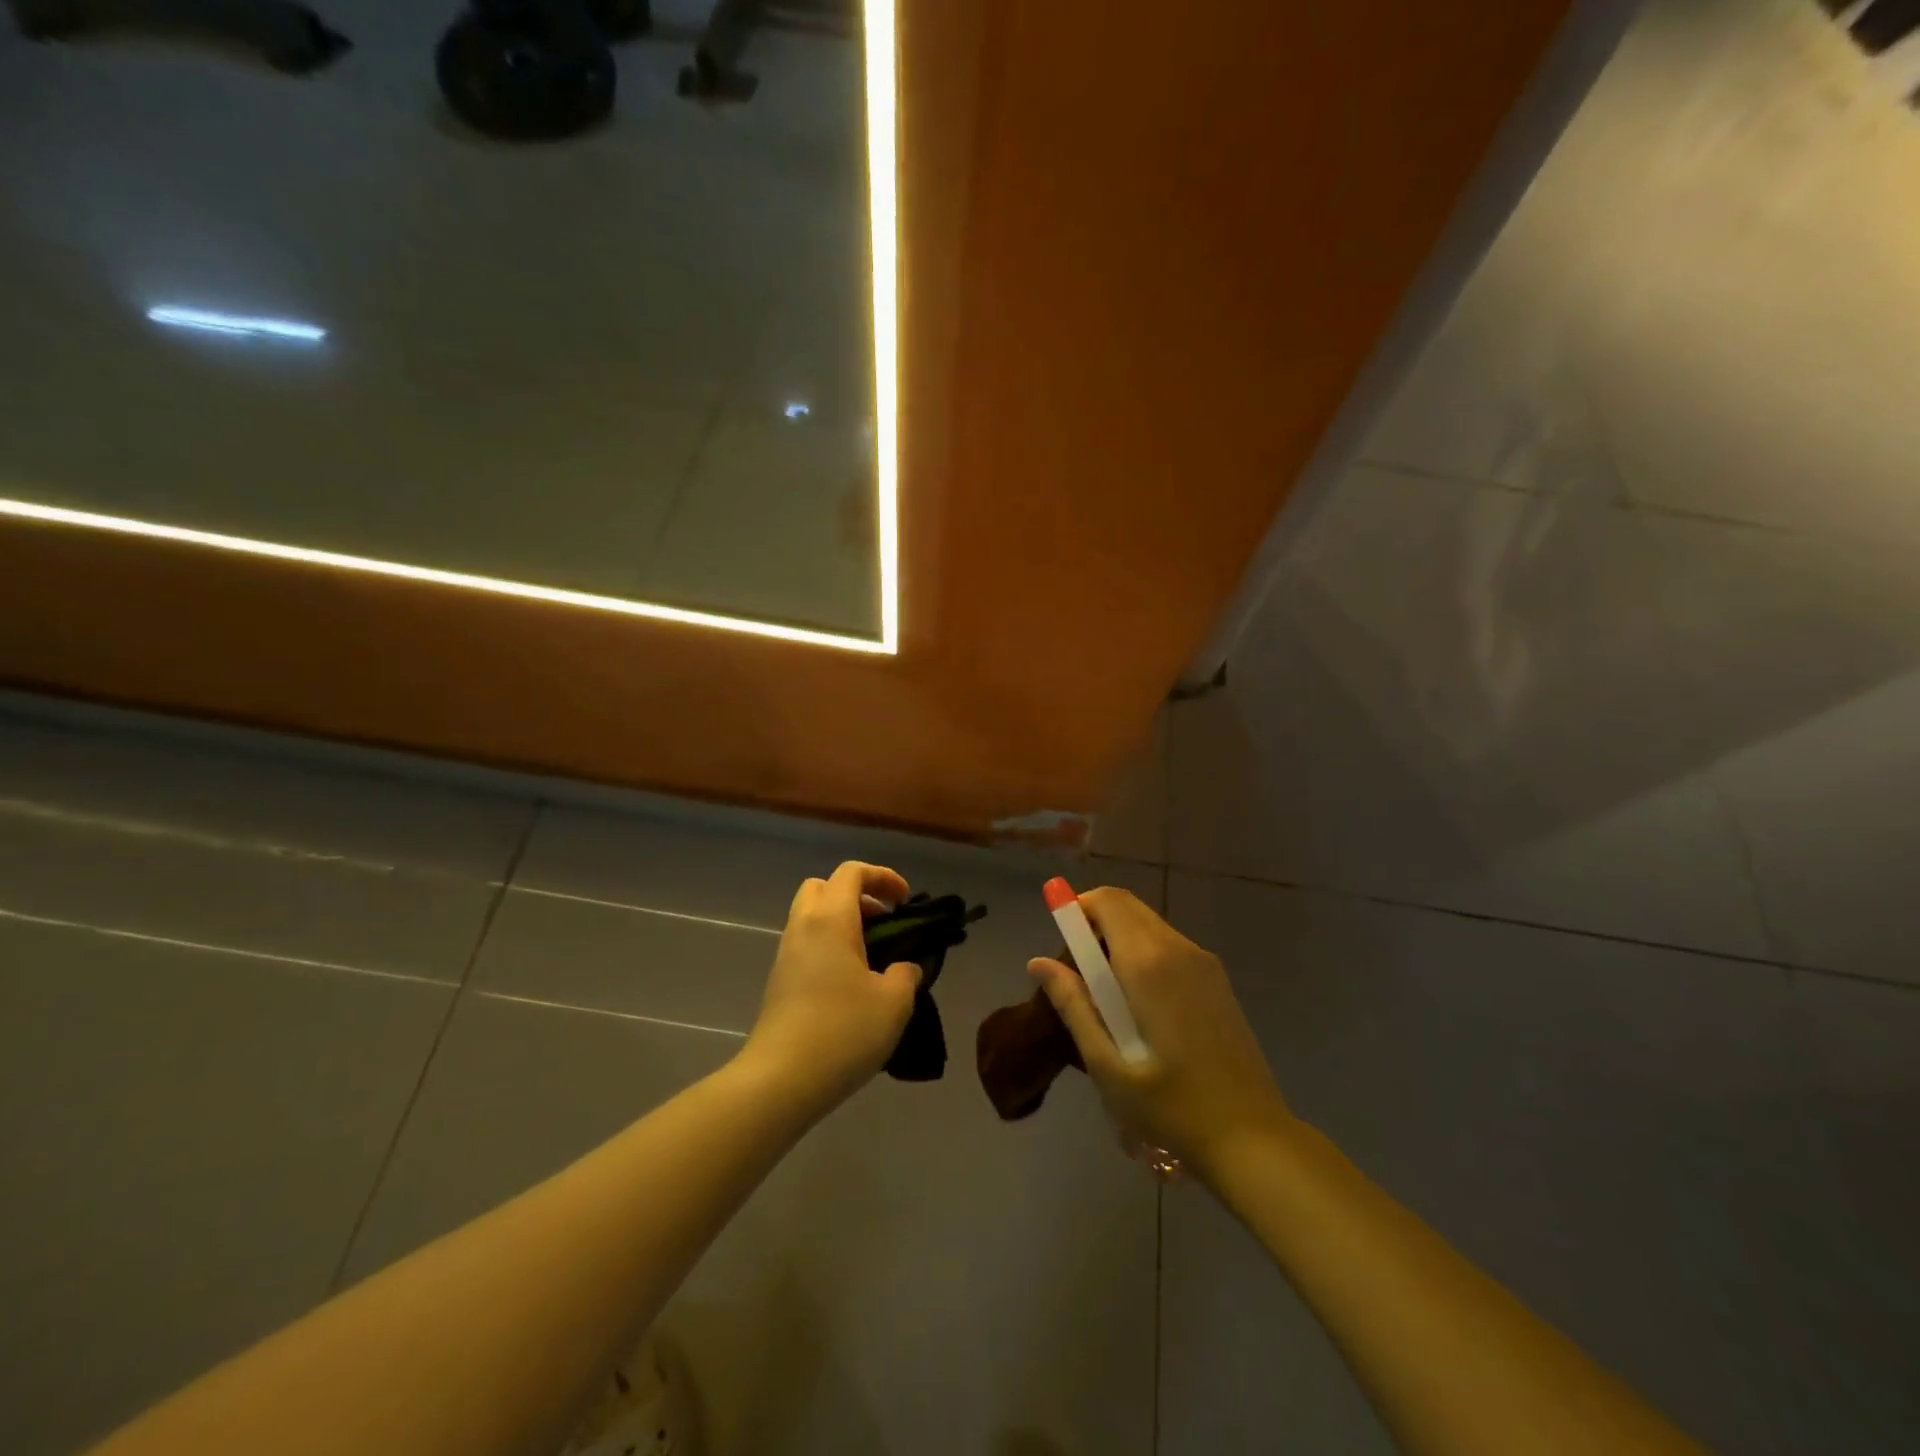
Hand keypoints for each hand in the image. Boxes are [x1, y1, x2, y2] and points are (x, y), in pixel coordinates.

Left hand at [737, 861, 920, 1113]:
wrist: (781, 1080)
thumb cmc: (843, 1031)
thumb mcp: (893, 1003)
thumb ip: (906, 974)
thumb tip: (903, 967)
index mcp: (831, 920)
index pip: (852, 872)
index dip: (883, 877)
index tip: (906, 901)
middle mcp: (803, 927)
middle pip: (824, 887)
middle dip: (857, 895)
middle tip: (884, 922)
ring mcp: (786, 955)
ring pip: (812, 917)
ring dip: (843, 923)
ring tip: (873, 957)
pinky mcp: (779, 982)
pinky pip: (807, 945)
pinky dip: (830, 947)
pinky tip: (852, 984)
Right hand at [1028, 886, 1292, 1179]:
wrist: (1252, 1138)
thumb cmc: (1171, 1108)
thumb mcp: (1107, 1064)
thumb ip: (1073, 1005)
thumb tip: (1038, 962)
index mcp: (1148, 963)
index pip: (1107, 901)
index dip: (1076, 908)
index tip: (1059, 943)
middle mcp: (1178, 948)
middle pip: (1126, 907)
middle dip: (1094, 923)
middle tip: (1078, 974)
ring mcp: (1203, 962)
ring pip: (1148, 925)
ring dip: (1118, 940)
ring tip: (1106, 998)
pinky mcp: (1216, 979)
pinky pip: (1168, 945)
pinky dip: (1143, 953)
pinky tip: (1140, 1007)